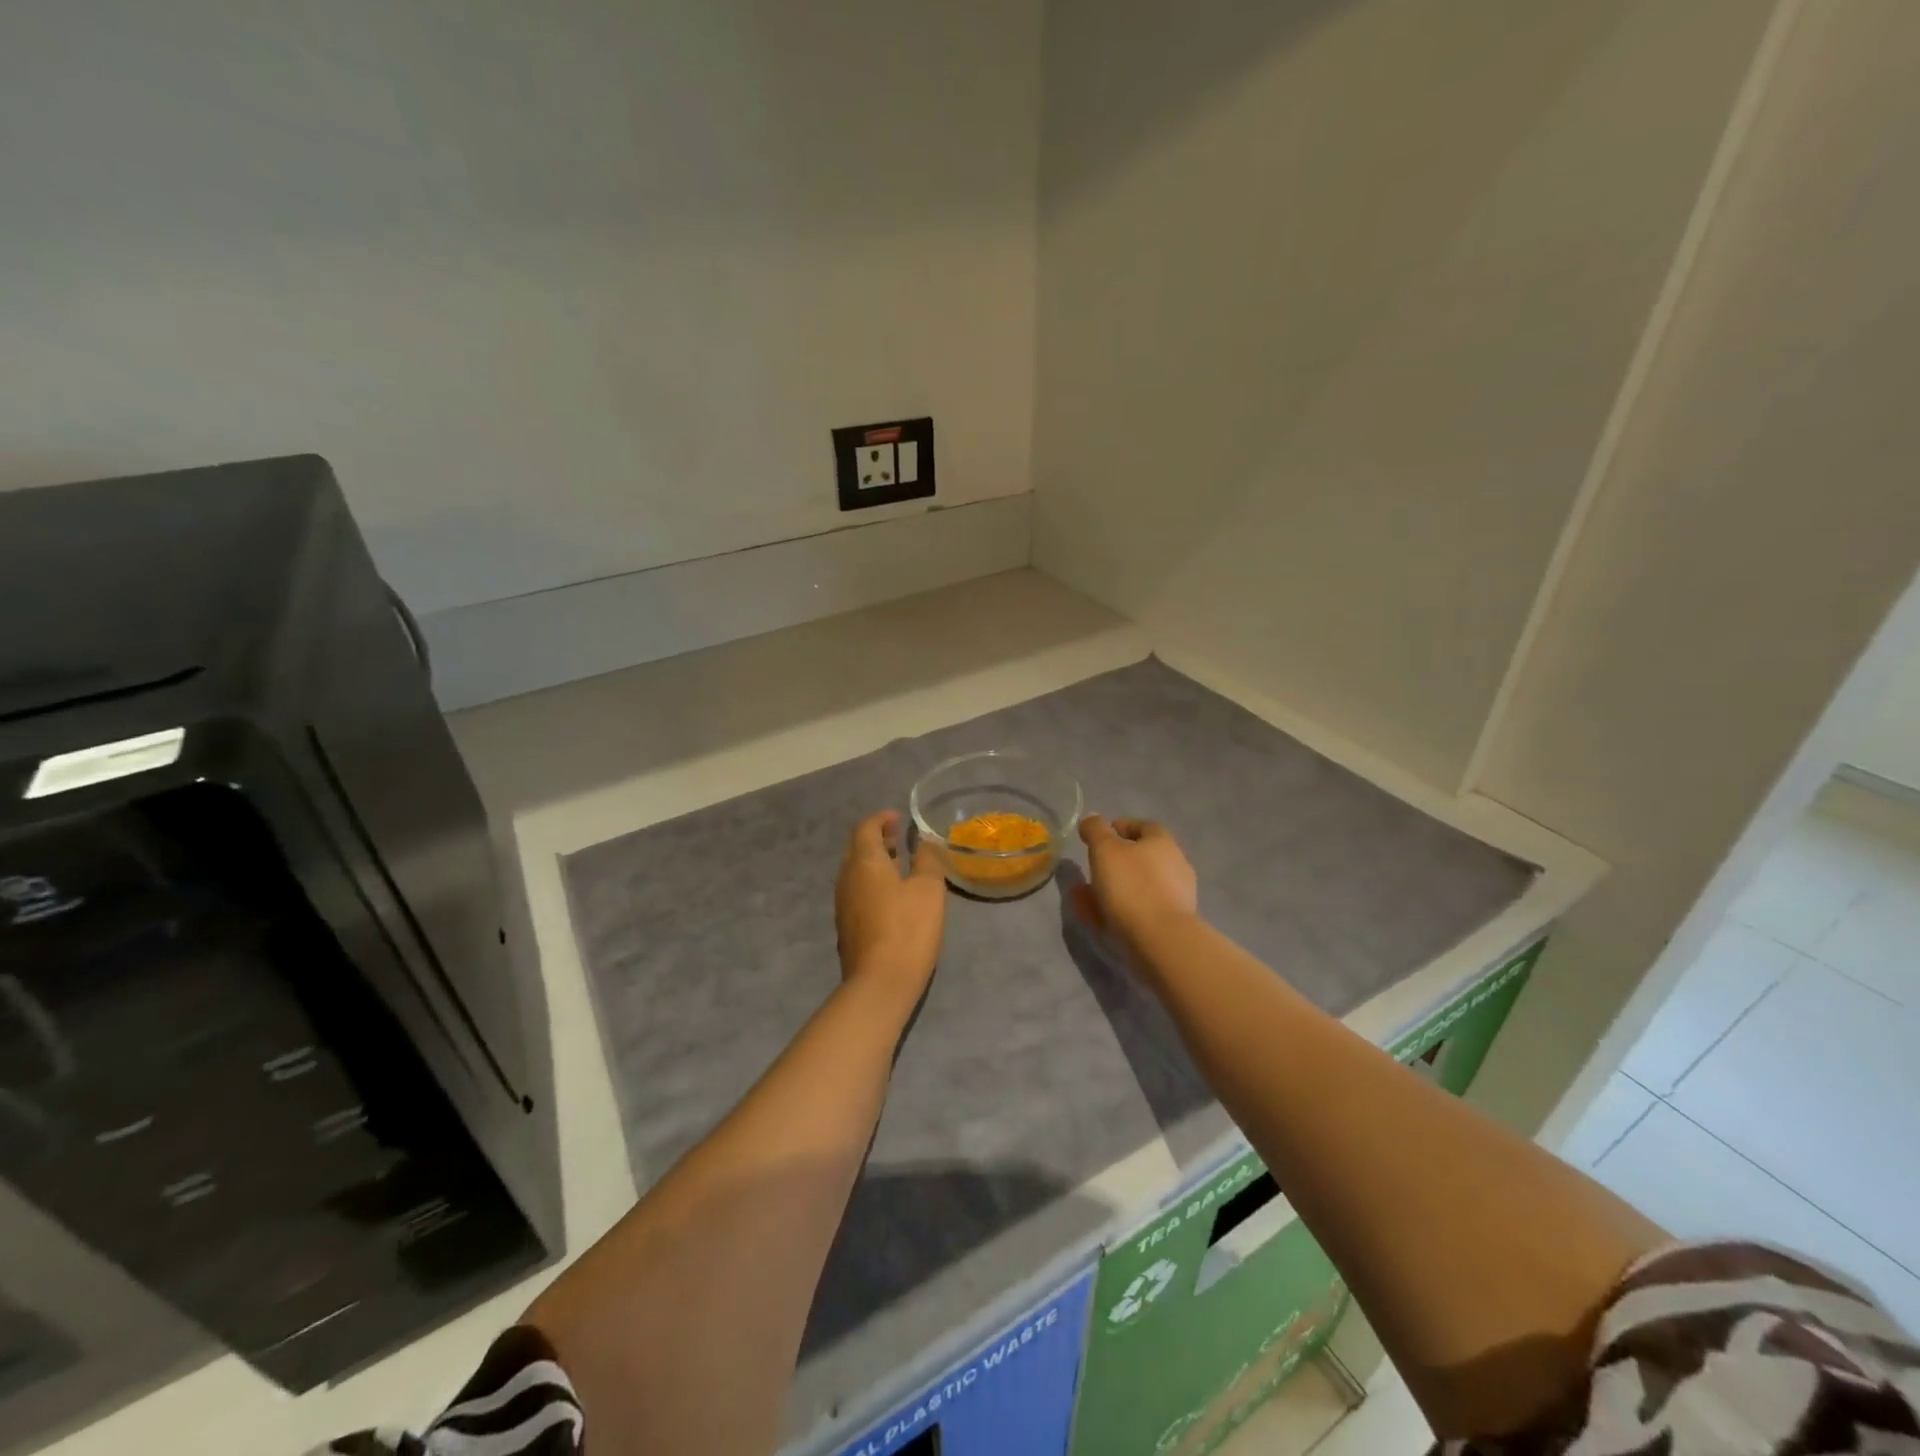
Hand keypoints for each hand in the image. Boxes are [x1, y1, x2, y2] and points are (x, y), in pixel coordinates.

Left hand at [835, 811, 946, 1002]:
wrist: (880, 983)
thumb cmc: (908, 928)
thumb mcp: (928, 889)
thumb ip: (927, 860)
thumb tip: (922, 841)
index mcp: (865, 861)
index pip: (866, 828)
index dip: (881, 819)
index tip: (899, 818)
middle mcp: (847, 877)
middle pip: (857, 849)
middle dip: (877, 839)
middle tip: (899, 838)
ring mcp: (843, 904)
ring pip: (855, 871)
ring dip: (874, 862)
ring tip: (898, 864)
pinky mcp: (846, 926)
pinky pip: (857, 891)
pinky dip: (872, 882)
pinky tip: (891, 896)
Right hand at [1071, 815, 1198, 944]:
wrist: (1161, 941)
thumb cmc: (1132, 886)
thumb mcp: (1105, 849)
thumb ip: (1096, 831)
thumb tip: (1092, 819)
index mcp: (1163, 842)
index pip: (1144, 826)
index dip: (1121, 827)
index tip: (1100, 835)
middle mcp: (1176, 865)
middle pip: (1144, 856)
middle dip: (1117, 860)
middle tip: (1093, 866)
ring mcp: (1178, 896)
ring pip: (1141, 885)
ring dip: (1117, 887)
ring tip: (1089, 897)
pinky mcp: (1173, 923)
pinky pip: (1142, 909)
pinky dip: (1122, 909)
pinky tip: (1101, 918)